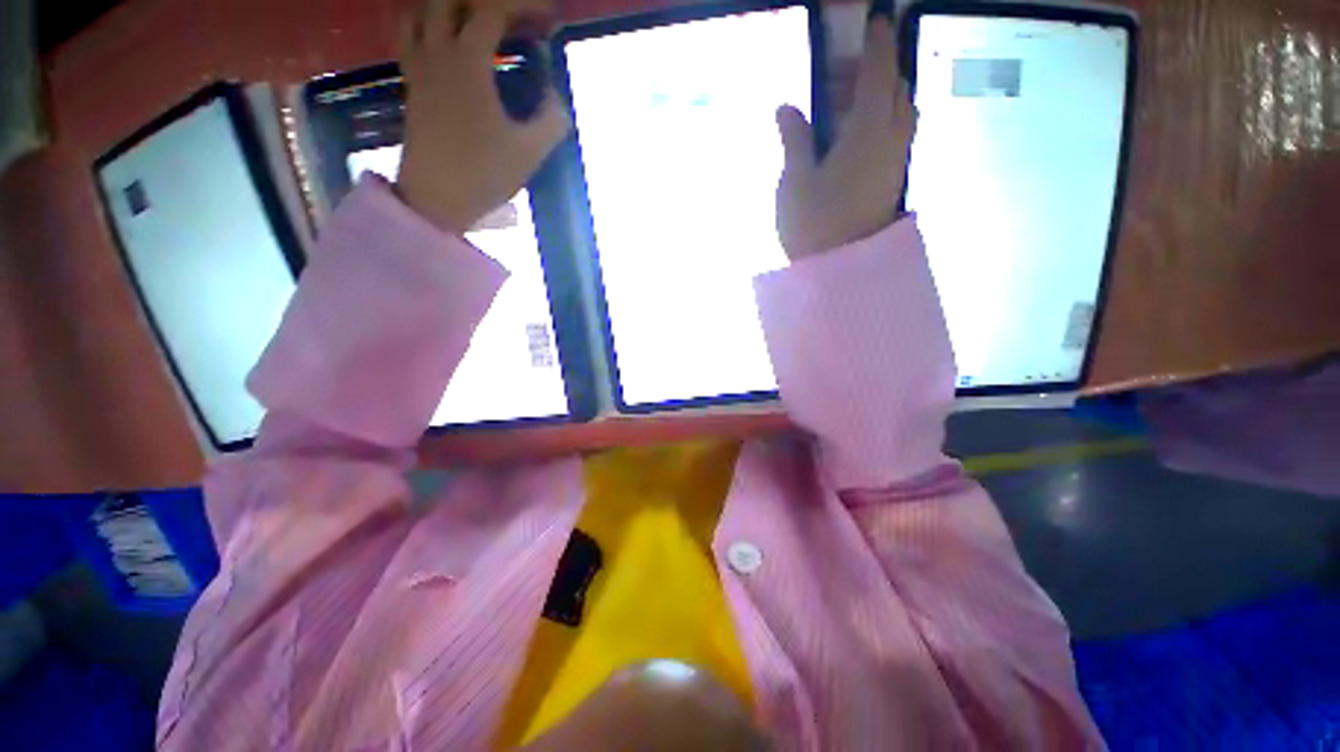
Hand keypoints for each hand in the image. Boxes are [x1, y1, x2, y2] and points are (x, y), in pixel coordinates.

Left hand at [396, 0, 569, 233]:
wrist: (435, 199)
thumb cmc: (483, 175)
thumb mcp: (530, 152)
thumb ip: (551, 118)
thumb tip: (554, 95)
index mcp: (468, 62)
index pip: (493, 7)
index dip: (524, 5)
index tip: (547, 18)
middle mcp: (437, 51)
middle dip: (488, 1)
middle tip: (515, 20)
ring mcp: (418, 65)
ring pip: (423, 9)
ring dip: (452, 7)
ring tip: (480, 24)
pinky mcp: (411, 82)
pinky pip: (410, 32)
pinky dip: (429, 23)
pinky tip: (448, 40)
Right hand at [775, 14, 916, 259]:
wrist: (842, 270)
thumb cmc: (814, 224)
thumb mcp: (795, 181)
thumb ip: (795, 140)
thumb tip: (787, 107)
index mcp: (866, 132)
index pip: (878, 74)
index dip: (877, 44)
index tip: (876, 21)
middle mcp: (890, 140)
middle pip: (898, 90)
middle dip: (880, 70)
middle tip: (848, 72)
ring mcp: (895, 163)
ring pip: (902, 114)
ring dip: (885, 96)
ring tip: (853, 103)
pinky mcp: (892, 182)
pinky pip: (898, 136)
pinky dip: (885, 121)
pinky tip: (859, 134)